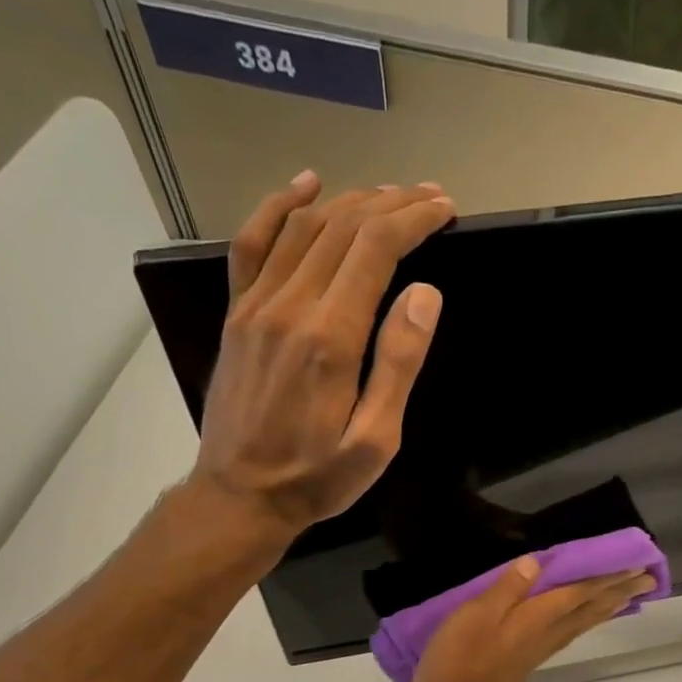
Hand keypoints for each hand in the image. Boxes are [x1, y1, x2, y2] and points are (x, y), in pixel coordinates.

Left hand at [194, 172, 453, 537]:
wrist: (241, 495)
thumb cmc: (318, 478)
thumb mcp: (376, 439)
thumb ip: (398, 364)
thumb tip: (424, 293)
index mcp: (330, 338)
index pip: (375, 249)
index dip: (413, 219)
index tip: (444, 209)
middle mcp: (290, 306)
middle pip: (342, 228)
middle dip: (390, 204)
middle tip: (429, 197)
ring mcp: (255, 305)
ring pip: (302, 226)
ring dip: (348, 201)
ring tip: (387, 195)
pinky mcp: (237, 314)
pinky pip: (253, 243)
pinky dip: (279, 206)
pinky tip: (306, 186)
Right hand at [408, 558, 657, 681]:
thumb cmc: (456, 662)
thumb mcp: (474, 616)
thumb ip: (506, 590)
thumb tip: (535, 564)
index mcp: (534, 620)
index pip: (578, 593)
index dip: (606, 578)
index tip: (636, 566)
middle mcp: (544, 636)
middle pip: (588, 610)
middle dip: (618, 592)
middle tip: (649, 579)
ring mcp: (536, 652)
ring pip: (581, 624)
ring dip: (606, 608)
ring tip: (627, 597)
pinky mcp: (526, 664)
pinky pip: (567, 635)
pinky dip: (583, 622)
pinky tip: (582, 620)